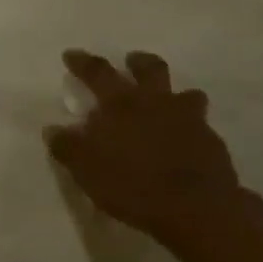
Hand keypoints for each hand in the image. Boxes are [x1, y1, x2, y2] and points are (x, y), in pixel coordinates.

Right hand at [45, 50, 258, 249]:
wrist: (194, 207)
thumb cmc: (132, 185)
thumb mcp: (86, 171)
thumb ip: (68, 147)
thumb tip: (52, 129)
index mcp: (120, 105)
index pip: (97, 73)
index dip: (83, 62)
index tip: (72, 54)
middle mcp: (156, 102)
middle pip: (149, 69)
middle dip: (137, 62)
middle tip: (130, 61)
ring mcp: (188, 118)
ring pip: (184, 92)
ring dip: (172, 92)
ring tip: (166, 99)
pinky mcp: (210, 139)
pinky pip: (199, 122)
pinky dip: (189, 123)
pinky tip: (183, 138)